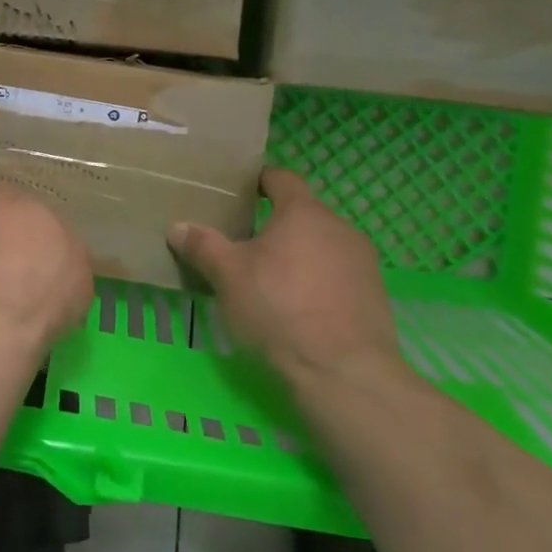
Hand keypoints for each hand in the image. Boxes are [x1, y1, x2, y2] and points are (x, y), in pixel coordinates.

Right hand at [167, 168, 406, 384]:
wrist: (344, 373)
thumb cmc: (279, 309)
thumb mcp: (228, 277)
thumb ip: (203, 246)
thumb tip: (177, 227)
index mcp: (303, 212)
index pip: (281, 178)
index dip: (259, 181)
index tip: (238, 192)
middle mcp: (338, 227)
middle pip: (302, 214)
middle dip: (275, 225)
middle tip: (244, 244)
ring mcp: (362, 262)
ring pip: (321, 246)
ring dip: (297, 255)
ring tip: (269, 280)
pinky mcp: (373, 295)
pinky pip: (337, 275)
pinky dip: (316, 282)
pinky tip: (298, 308)